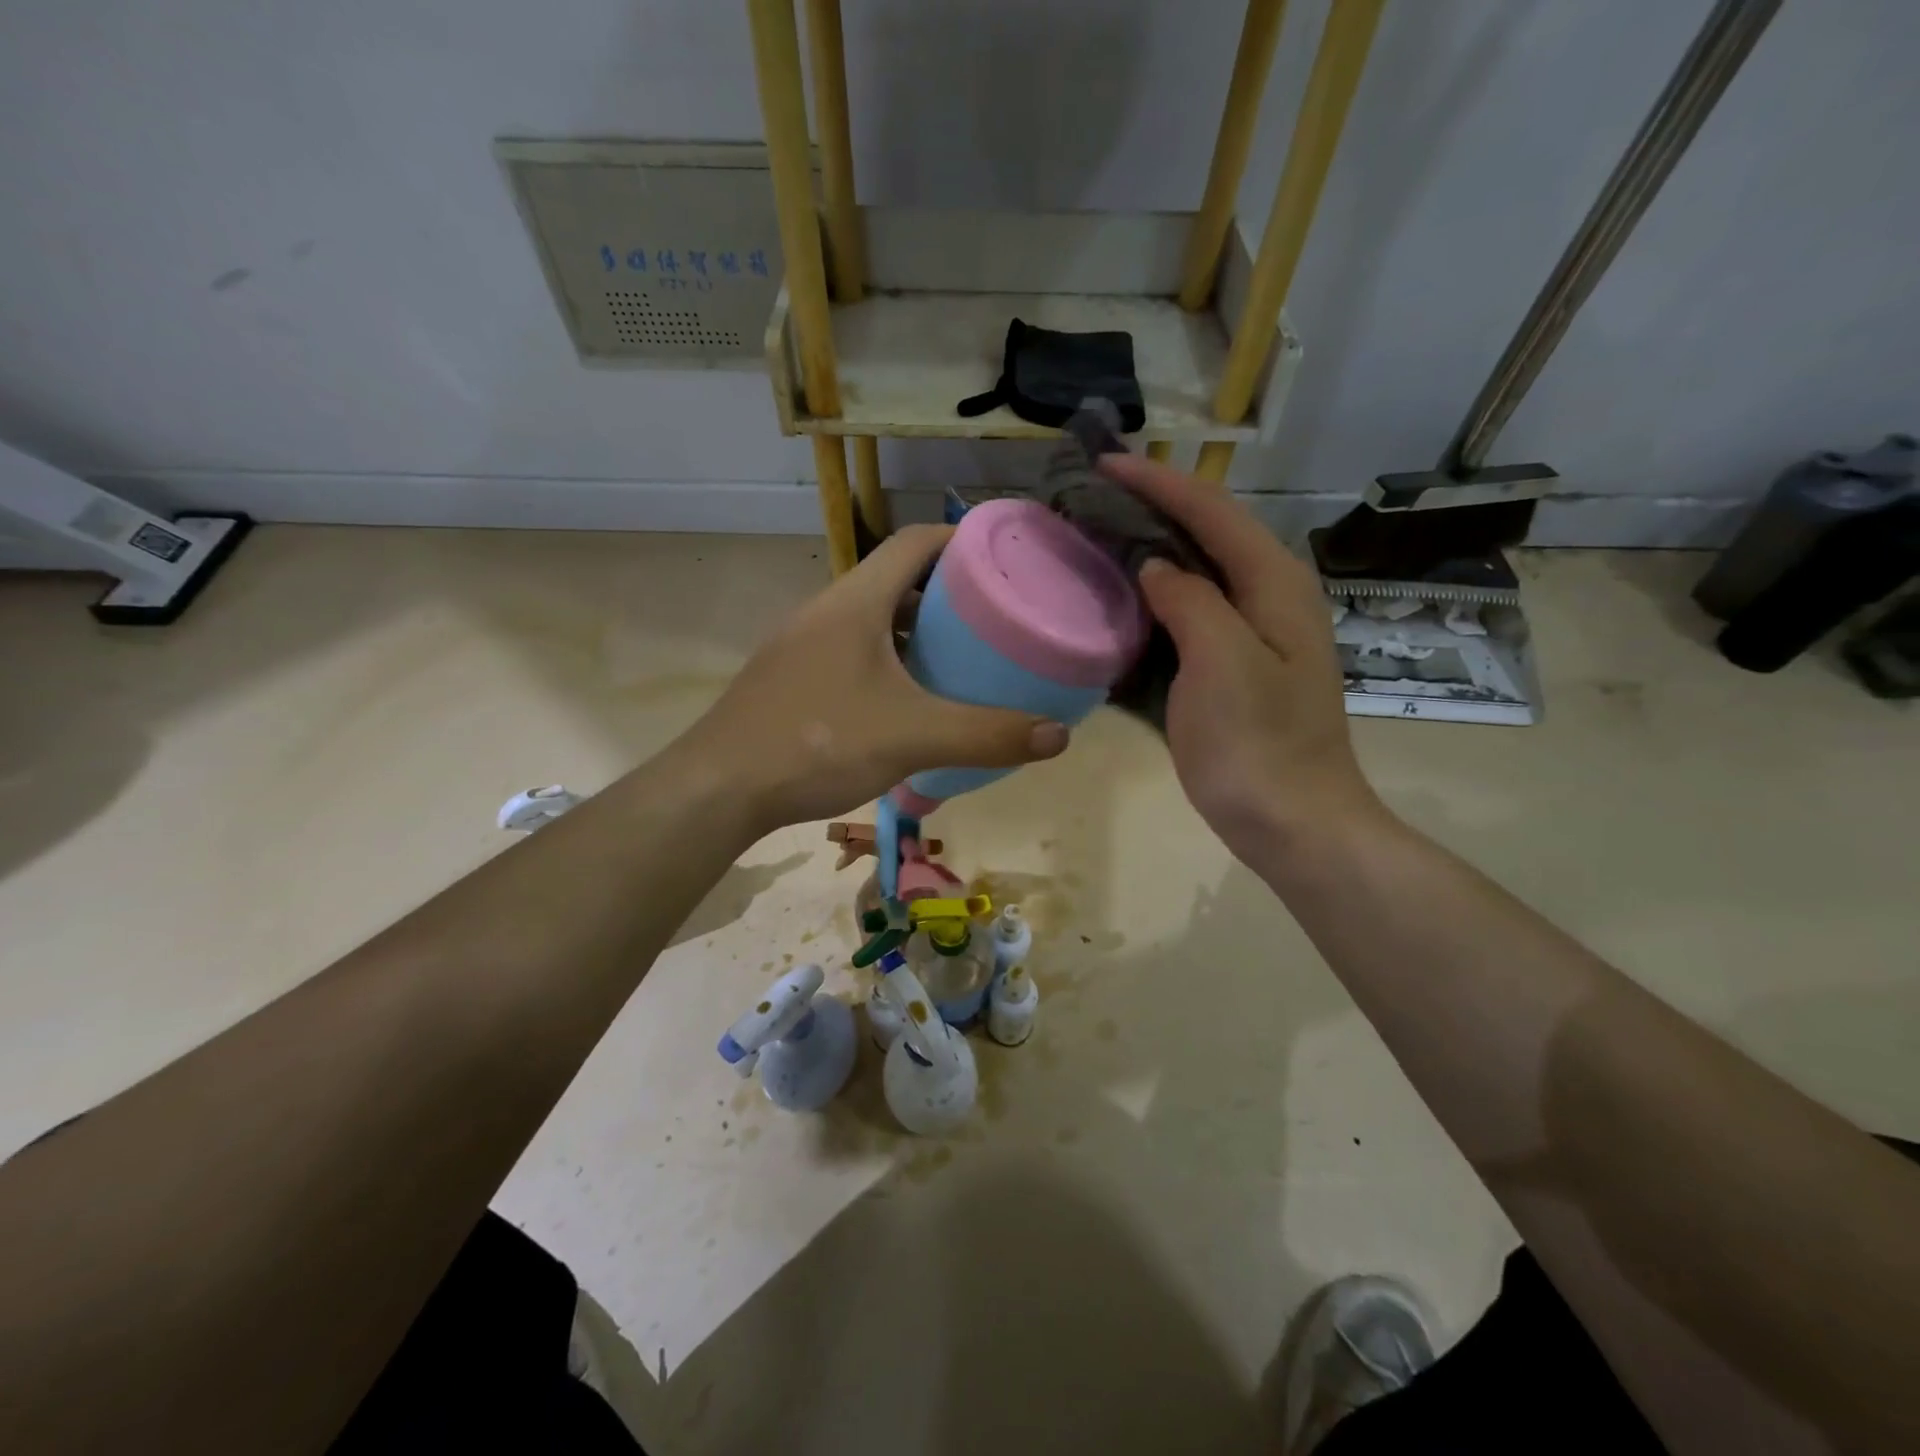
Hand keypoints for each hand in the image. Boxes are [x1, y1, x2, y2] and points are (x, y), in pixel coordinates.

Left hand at [688, 525, 1068, 833]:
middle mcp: (826, 609)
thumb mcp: (913, 738)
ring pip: (871, 618)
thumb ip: (987, 735)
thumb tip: (1059, 736)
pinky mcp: (790, 677)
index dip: (963, 539)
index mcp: (855, 601)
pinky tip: (906, 700)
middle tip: (993, 619)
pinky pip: (850, 650)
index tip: (1004, 561)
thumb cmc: (817, 743)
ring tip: (958, 658)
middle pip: (895, 578)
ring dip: (914, 629)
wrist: (718, 787)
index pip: (916, 541)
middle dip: (947, 592)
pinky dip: (886, 661)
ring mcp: (802, 644)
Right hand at [1097, 454, 1380, 859]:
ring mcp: (1256, 636)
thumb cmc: (1256, 745)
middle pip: (1209, 534)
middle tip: (1094, 500)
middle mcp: (1270, 598)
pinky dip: (1157, 601)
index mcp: (1274, 585)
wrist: (1291, 822)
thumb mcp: (1221, 662)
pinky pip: (1192, 616)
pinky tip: (1125, 604)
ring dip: (1153, 552)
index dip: (1158, 483)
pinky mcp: (1238, 669)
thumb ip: (1189, 600)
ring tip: (1101, 540)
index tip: (1103, 464)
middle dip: (1154, 509)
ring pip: (1199, 575)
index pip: (1212, 512)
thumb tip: (1154, 567)